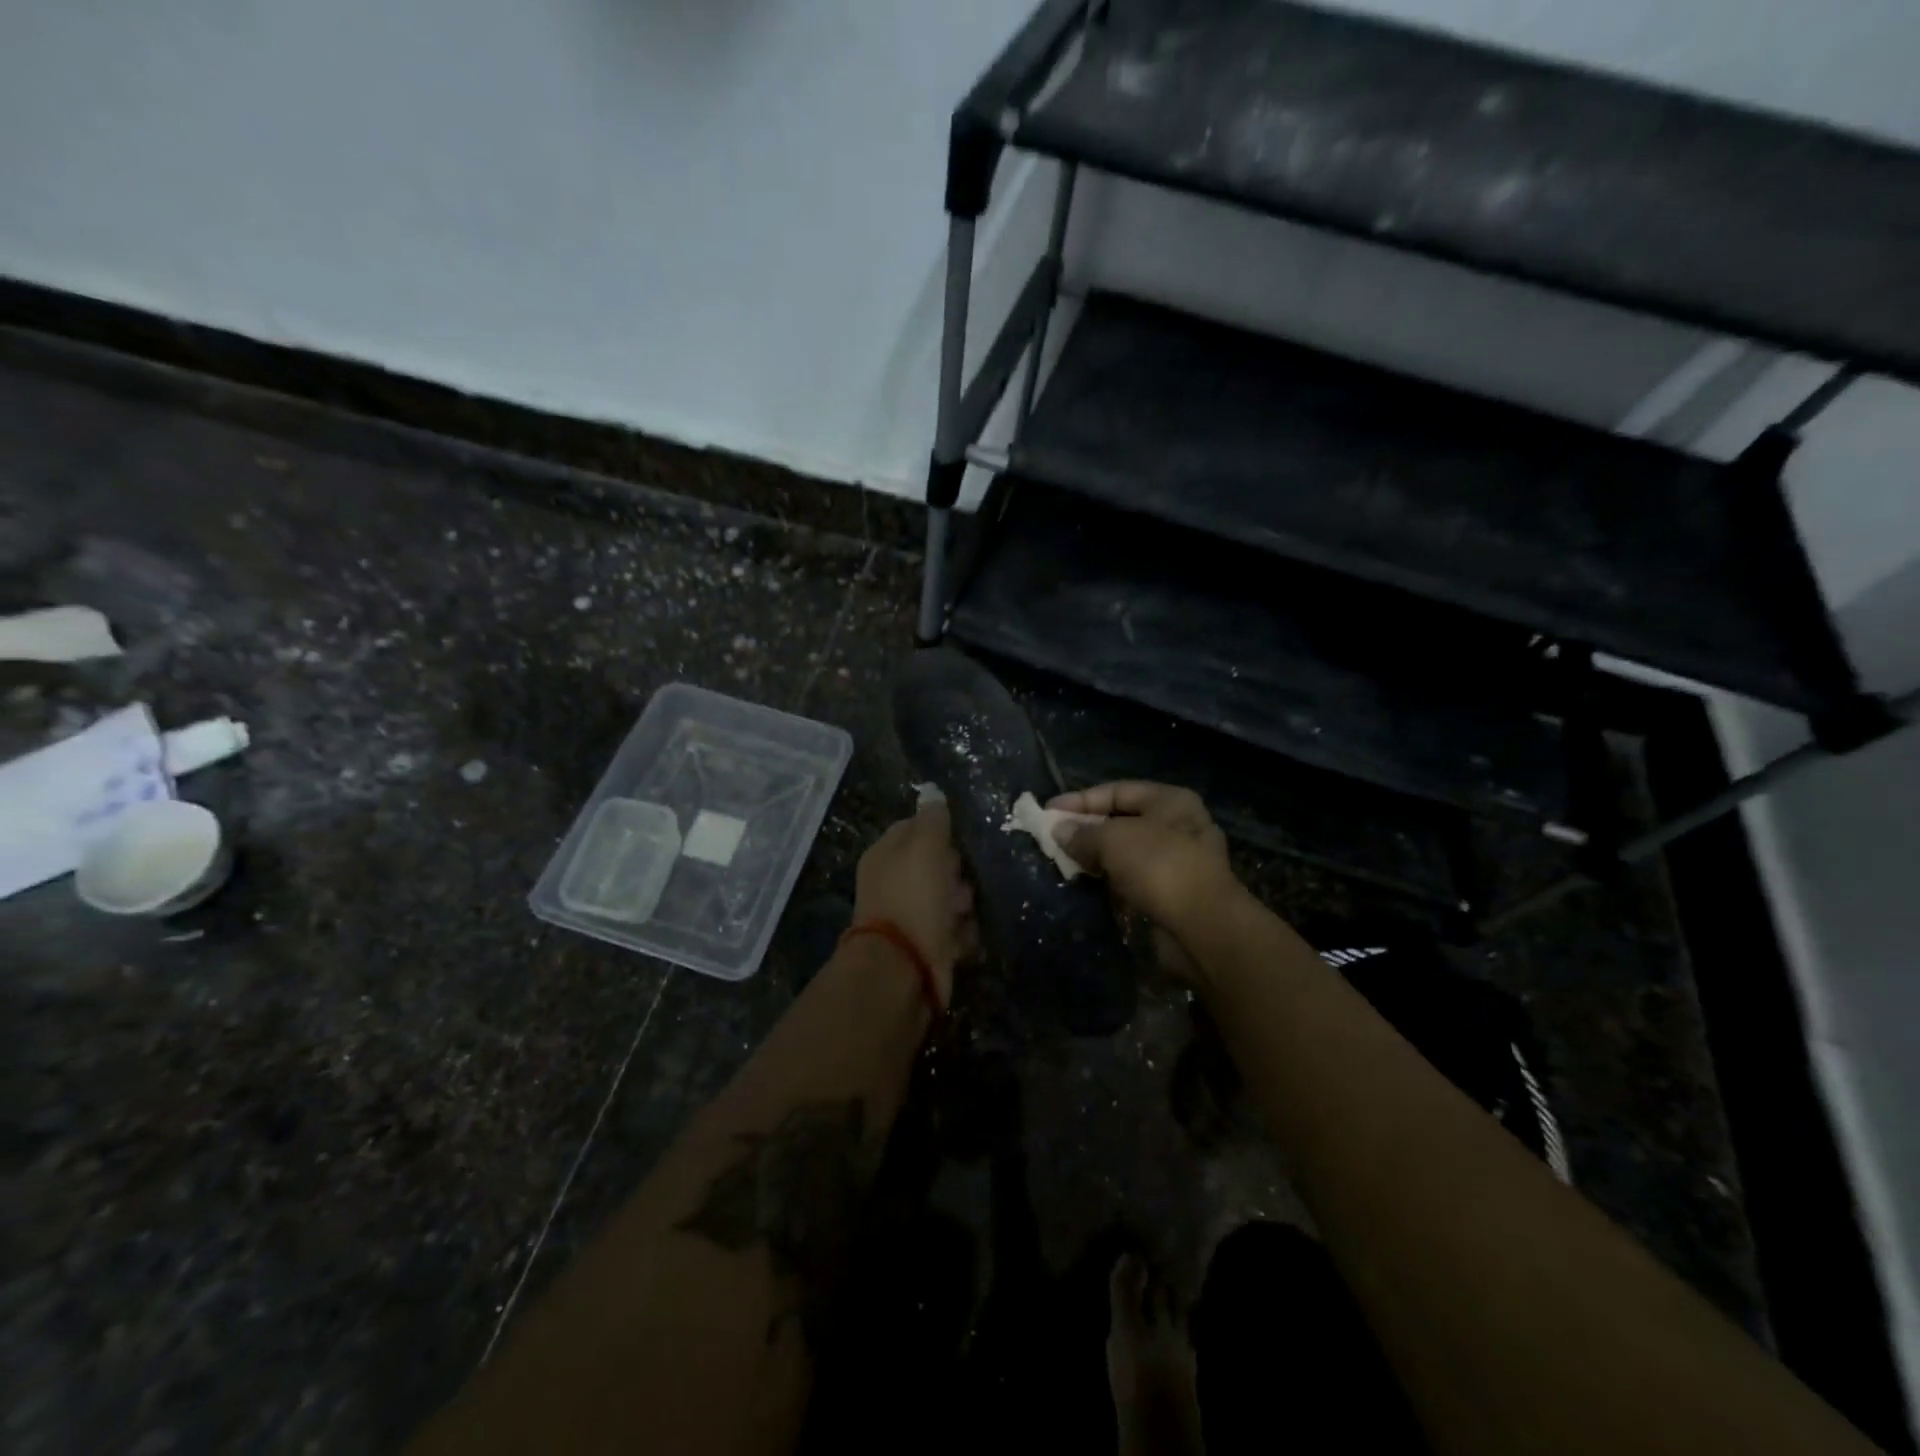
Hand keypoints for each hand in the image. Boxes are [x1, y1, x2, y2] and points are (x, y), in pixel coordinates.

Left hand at [852, 804, 976, 1002]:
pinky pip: (954, 929)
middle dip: (957, 869)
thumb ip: (932, 819)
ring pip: (948, 897)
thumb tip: (932, 792)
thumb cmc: (914, 898)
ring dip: (964, 902)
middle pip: (936, 864)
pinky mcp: (927, 945)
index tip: (963, 837)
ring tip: (968, 908)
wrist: (904, 969)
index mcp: (885, 854)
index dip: (941, 830)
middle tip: (966, 876)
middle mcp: (894, 882)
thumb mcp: (925, 847)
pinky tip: (967, 934)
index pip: (916, 828)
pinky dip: (964, 932)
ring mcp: (910, 915)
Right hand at [1047, 782, 1237, 979]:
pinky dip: (1113, 879)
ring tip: (1066, 862)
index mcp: (1170, 800)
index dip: (1080, 800)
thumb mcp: (1113, 840)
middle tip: (1054, 839)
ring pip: (1128, 851)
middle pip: (1122, 820)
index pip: (1116, 790)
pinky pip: (1135, 877)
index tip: (1048, 811)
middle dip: (1087, 828)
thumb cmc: (1159, 867)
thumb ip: (1082, 833)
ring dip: (1098, 856)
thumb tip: (1059, 831)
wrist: (1203, 926)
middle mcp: (1179, 825)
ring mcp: (1180, 860)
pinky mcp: (1175, 892)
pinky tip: (1091, 883)